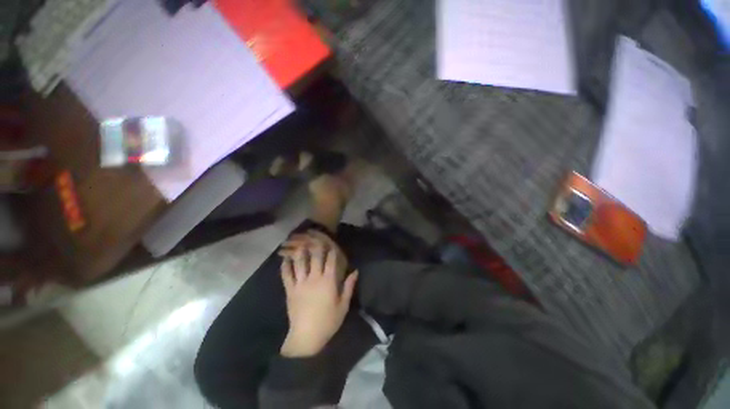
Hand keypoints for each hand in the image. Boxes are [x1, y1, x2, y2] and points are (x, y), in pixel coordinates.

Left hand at [280, 241, 357, 357]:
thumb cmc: (328, 321)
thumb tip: (355, 271)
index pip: (331, 261)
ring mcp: (301, 283)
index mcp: (328, 281)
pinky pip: (286, 275)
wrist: (307, 337)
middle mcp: (314, 278)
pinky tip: (285, 258)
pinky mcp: (290, 290)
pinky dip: (285, 265)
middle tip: (316, 237)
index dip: (332, 250)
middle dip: (316, 245)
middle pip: (315, 257)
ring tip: (300, 242)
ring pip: (300, 262)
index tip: (332, 243)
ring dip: (300, 251)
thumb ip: (349, 286)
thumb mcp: (343, 305)